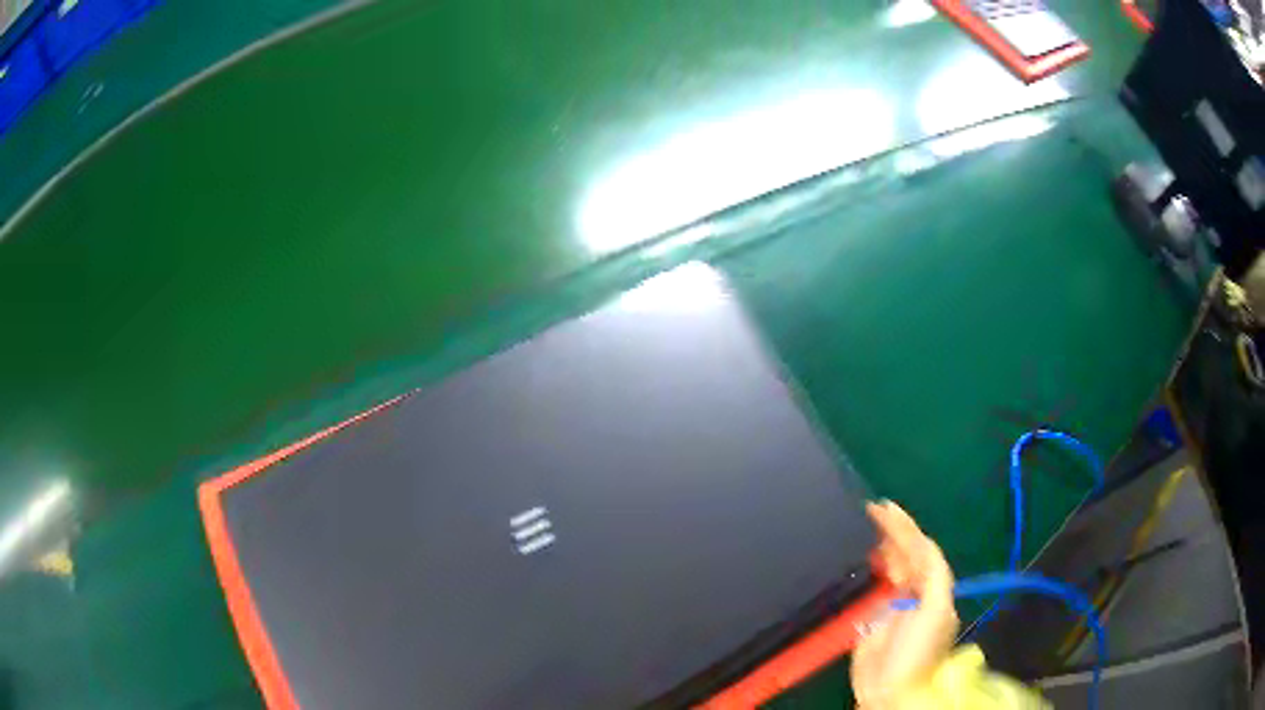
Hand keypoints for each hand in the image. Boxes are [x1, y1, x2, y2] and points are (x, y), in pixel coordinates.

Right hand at [851, 502, 958, 708]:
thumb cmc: (919, 651)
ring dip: (877, 547)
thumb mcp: (936, 610)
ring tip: (862, 524)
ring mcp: (889, 606)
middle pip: (903, 555)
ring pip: (886, 569)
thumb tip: (918, 545)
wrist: (891, 690)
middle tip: (869, 511)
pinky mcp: (867, 621)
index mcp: (932, 589)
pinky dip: (863, 571)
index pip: (921, 550)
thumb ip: (933, 575)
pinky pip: (867, 589)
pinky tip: (856, 559)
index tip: (884, 508)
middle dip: (891, 532)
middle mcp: (913, 593)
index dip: (905, 528)